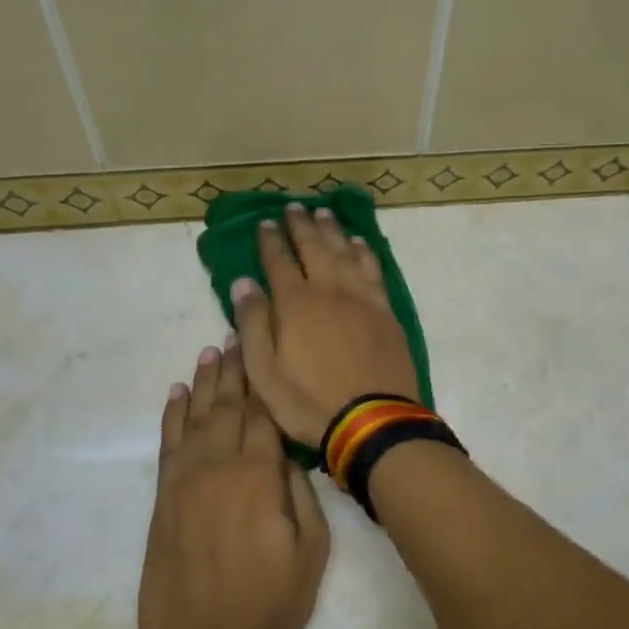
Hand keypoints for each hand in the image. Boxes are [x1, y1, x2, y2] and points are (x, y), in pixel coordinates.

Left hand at [140, 342, 329, 628]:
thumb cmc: (272, 603)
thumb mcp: (312, 549)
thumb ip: (300, 492)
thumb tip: (287, 451)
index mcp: (260, 476)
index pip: (262, 413)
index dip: (262, 378)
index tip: (262, 346)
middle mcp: (219, 467)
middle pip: (227, 406)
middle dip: (234, 369)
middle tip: (236, 335)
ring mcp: (186, 482)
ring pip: (195, 418)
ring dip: (203, 383)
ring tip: (210, 352)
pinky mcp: (163, 501)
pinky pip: (168, 445)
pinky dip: (171, 415)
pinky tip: (176, 394)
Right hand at [230, 203, 420, 448]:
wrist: (372, 420)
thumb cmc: (309, 402)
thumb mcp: (265, 373)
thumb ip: (254, 324)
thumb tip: (244, 282)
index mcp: (295, 303)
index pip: (279, 261)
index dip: (271, 241)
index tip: (265, 223)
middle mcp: (329, 289)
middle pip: (314, 247)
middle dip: (301, 226)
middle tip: (294, 208)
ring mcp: (361, 297)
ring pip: (345, 251)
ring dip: (332, 231)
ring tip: (323, 214)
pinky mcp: (385, 310)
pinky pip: (373, 269)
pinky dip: (364, 251)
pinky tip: (359, 243)